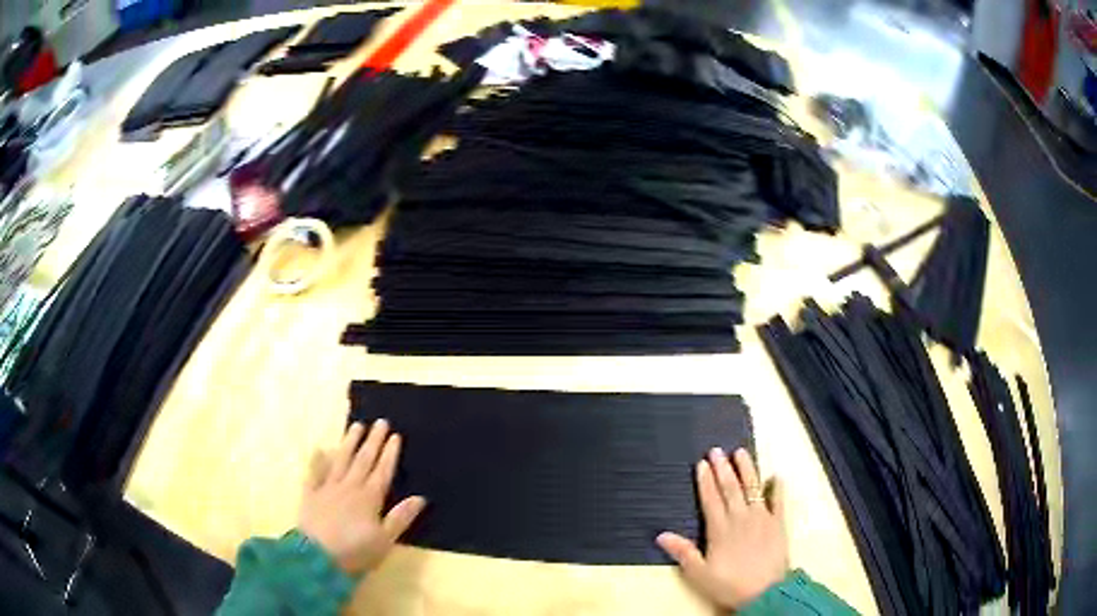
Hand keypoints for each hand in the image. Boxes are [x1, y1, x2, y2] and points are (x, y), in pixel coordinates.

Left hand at [298, 420, 426, 574]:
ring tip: (356, 426)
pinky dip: (318, 461)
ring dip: (349, 443)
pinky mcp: (310, 495)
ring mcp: (328, 489)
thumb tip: (420, 498)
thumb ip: (400, 517)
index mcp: (369, 498)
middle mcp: (349, 487)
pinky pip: (314, 473)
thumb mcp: (385, 539)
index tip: (395, 435)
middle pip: (363, 461)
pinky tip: (321, 449)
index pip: (382, 471)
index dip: (389, 453)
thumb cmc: (356, 551)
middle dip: (373, 441)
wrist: (318, 557)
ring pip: (341, 461)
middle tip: (380, 422)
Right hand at [657, 448, 787, 610]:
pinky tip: (776, 477)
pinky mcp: (779, 524)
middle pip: (730, 489)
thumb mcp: (700, 573)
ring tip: (741, 452)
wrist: (765, 592)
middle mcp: (741, 518)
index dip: (705, 481)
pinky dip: (777, 488)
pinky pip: (779, 501)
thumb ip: (683, 552)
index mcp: (720, 529)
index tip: (702, 464)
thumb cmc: (729, 584)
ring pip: (753, 489)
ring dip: (747, 470)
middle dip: (723, 469)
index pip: (710, 500)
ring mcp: (762, 519)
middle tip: (717, 450)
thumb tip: (661, 535)